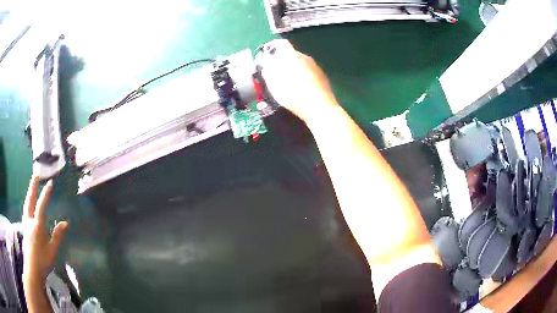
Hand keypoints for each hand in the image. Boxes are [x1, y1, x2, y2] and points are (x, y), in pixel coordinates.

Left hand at [22, 176, 68, 283]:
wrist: (32, 269)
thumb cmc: (43, 261)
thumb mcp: (52, 251)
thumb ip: (57, 236)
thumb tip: (65, 223)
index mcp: (37, 225)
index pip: (41, 206)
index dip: (46, 194)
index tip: (50, 182)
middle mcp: (30, 220)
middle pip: (30, 199)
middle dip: (33, 186)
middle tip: (36, 174)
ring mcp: (26, 223)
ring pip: (27, 204)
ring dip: (29, 193)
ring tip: (32, 185)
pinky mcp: (24, 227)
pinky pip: (26, 210)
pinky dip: (28, 202)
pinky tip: (29, 203)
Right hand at [260, 39, 338, 122]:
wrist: (319, 108)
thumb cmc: (293, 94)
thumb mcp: (274, 84)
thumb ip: (268, 71)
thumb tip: (266, 66)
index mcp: (292, 55)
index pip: (281, 44)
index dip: (272, 48)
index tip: (267, 56)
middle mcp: (305, 57)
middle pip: (291, 54)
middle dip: (282, 61)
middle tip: (275, 72)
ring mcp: (316, 67)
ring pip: (301, 63)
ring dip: (294, 69)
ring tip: (287, 82)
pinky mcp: (323, 77)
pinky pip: (309, 72)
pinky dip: (303, 77)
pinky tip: (301, 89)